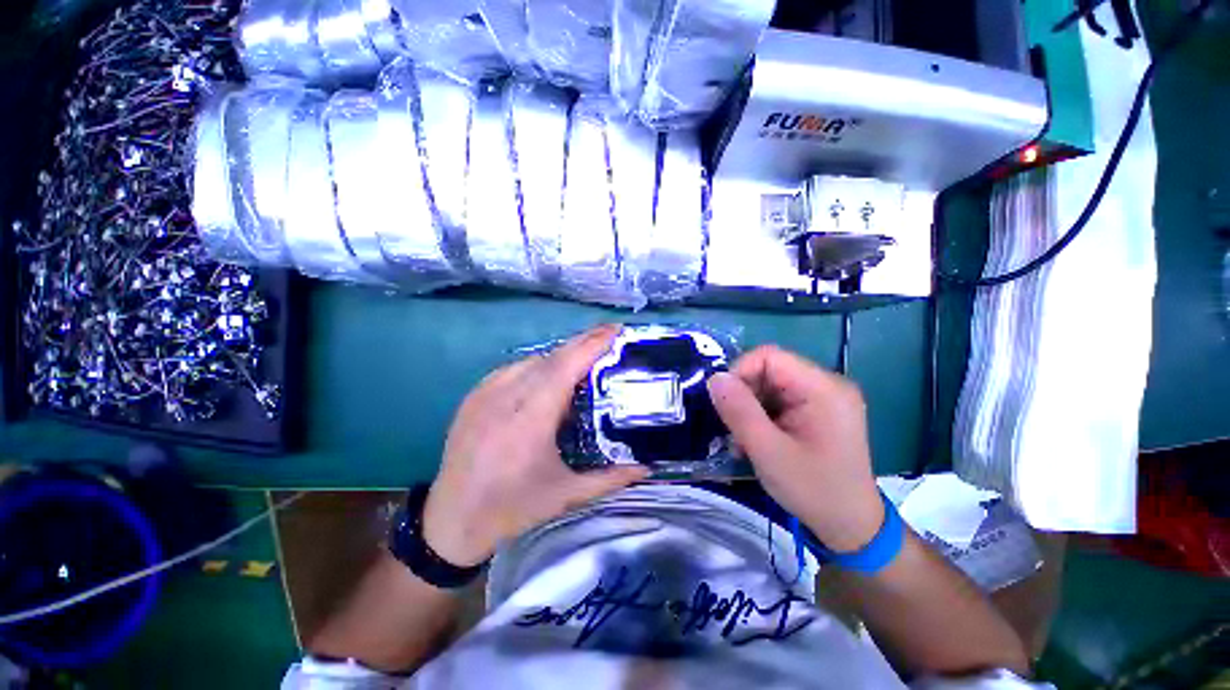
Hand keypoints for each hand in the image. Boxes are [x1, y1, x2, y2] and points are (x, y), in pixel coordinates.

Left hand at [422, 324, 648, 566]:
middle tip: (610, 337)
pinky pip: (514, 368)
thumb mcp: (567, 495)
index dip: (592, 344)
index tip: (616, 330)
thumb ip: (611, 478)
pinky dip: (539, 364)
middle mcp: (507, 396)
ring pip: (533, 359)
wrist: (451, 520)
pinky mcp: (474, 395)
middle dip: (584, 342)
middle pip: (552, 356)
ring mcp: (486, 392)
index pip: (566, 366)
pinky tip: (550, 375)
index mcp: (531, 418)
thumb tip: (648, 466)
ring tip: (585, 358)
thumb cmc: (513, 507)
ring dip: (562, 355)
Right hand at [707, 345, 883, 551]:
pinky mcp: (819, 411)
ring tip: (745, 439)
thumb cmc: (814, 490)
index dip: (739, 372)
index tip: (724, 403)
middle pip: (769, 370)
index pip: (769, 357)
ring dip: (751, 408)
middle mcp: (827, 385)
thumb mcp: (768, 452)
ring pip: (770, 385)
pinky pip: (780, 399)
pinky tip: (759, 439)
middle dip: (744, 395)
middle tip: (734, 428)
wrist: (852, 527)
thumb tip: (714, 378)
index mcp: (823, 389)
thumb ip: (739, 412)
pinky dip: (762, 415)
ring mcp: (825, 398)